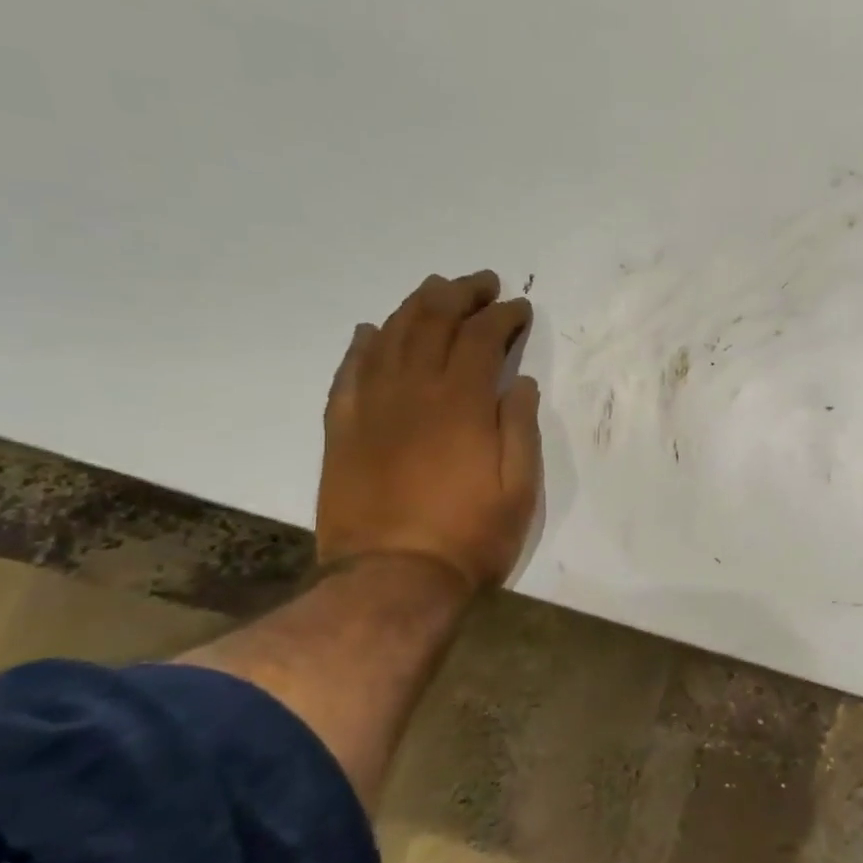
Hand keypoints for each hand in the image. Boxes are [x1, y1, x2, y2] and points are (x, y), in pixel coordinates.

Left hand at [317, 272, 541, 596]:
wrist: (392, 579)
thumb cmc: (470, 535)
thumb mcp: (519, 486)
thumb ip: (520, 426)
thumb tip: (519, 381)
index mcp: (461, 402)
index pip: (482, 337)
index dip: (503, 316)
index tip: (520, 308)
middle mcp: (413, 391)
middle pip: (432, 322)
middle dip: (460, 294)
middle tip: (481, 283)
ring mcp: (371, 407)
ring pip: (390, 337)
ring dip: (415, 306)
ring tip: (435, 291)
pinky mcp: (342, 429)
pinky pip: (349, 372)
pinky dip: (362, 344)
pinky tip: (372, 330)